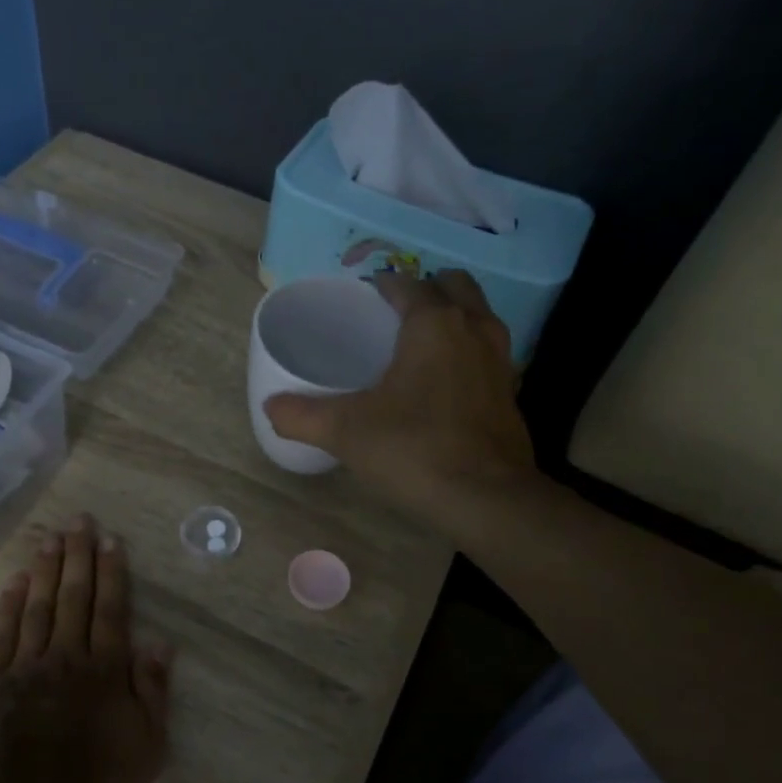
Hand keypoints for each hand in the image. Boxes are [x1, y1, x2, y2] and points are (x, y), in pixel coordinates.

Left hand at [0, 515, 171, 782]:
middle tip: (79, 520)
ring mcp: (26, 665)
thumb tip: (161, 644)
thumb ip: (153, 692)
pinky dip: (10, 604)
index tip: (110, 540)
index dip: (113, 574)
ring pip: (39, 606)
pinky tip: (15, 581)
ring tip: (50, 537)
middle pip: (75, 597)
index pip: (112, 611)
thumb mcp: (146, 748)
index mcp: (106, 670)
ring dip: (45, 569)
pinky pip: (3, 632)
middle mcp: (68, 656)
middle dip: (79, 557)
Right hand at [263, 270, 537, 529]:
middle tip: (395, 315)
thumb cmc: (413, 449)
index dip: (383, 285)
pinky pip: (487, 352)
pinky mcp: (510, 392)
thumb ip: (302, 415)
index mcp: (434, 323)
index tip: (362, 297)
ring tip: (419, 343)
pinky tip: (444, 383)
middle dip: (427, 290)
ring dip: (453, 316)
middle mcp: (474, 329)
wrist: (485, 498)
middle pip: (454, 287)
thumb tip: (271, 406)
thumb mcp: (345, 432)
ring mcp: (499, 360)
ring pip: (478, 316)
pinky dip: (467, 352)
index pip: (407, 284)